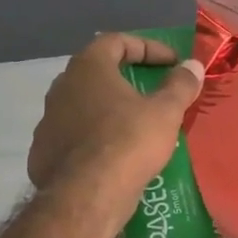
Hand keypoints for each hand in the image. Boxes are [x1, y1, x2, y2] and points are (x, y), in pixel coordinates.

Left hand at [28, 33, 203, 208]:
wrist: (86, 197)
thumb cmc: (128, 142)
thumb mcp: (165, 112)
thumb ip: (180, 85)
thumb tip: (193, 65)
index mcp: (88, 69)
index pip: (116, 41)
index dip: (148, 47)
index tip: (172, 63)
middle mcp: (62, 88)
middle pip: (97, 72)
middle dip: (127, 78)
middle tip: (154, 91)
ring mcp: (48, 121)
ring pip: (84, 106)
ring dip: (110, 110)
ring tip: (137, 126)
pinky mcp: (43, 153)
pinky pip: (75, 136)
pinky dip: (96, 138)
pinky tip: (115, 155)